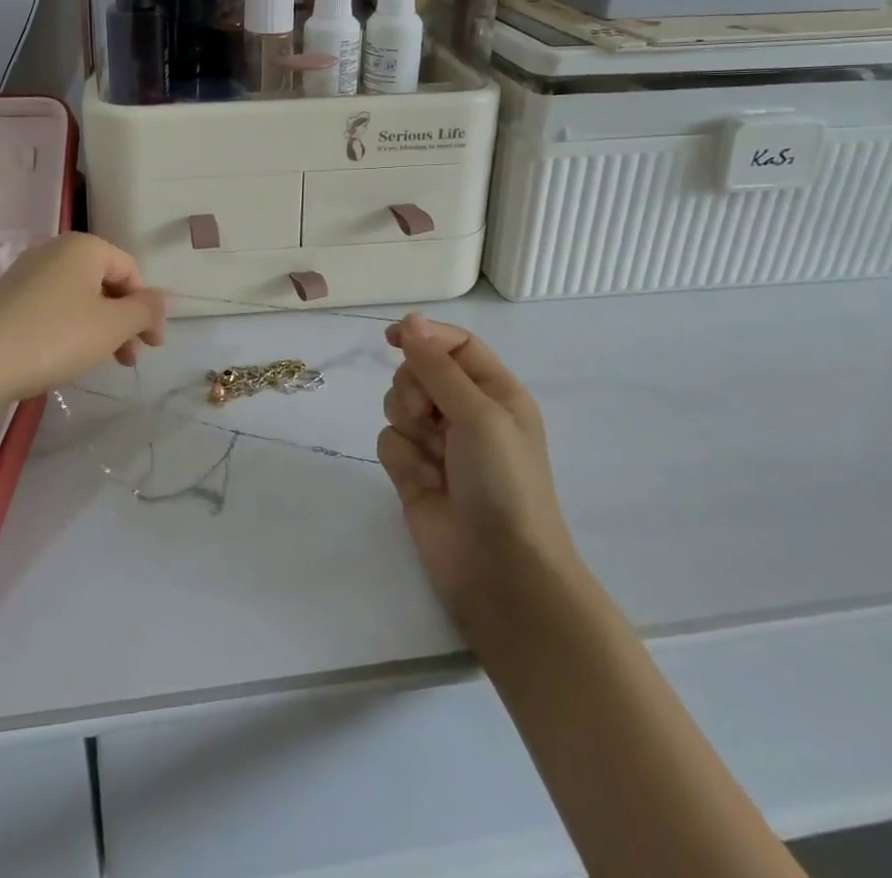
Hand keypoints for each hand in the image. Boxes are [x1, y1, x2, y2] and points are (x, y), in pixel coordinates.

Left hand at [0, 233, 165, 406]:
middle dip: (124, 320)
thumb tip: (167, 296)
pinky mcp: (8, 298)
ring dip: (100, 328)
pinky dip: (71, 328)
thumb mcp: (112, 326)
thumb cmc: (55, 337)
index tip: (152, 346)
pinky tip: (68, 356)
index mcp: (84, 247)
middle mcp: (54, 251)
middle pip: (105, 283)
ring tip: (102, 363)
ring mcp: (27, 273)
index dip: (147, 309)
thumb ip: (145, 310)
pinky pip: (53, 307)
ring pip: (79, 297)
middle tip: (130, 360)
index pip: (131, 271)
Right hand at [378, 314, 579, 628]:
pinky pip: (389, 441)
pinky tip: (425, 483)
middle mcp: (467, 412)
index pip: (454, 345)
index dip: (424, 335)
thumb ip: (438, 365)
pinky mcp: (414, 471)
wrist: (500, 570)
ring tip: (433, 457)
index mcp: (495, 391)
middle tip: (430, 416)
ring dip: (408, 426)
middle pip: (418, 372)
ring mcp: (438, 443)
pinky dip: (402, 459)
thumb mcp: (478, 413)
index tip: (392, 338)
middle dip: (414, 389)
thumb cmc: (503, 482)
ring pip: (397, 405)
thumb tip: (410, 320)